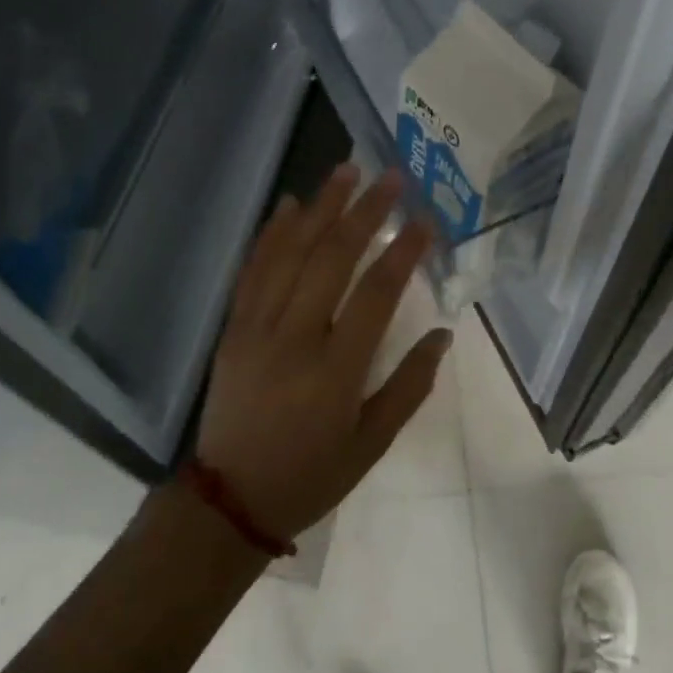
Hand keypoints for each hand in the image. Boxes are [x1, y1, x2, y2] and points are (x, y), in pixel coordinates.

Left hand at [196, 164, 449, 541]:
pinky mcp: (233, 328)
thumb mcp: (373, 443)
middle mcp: (295, 338)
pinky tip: (290, 205)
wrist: (229, 502)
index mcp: (336, 371)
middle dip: (365, 212)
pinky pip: (253, 270)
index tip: (426, 220)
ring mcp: (257, 328)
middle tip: (390, 177)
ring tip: (346, 171)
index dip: (404, 251)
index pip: (377, 294)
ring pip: (291, 254)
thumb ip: (410, 386)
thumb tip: (443, 334)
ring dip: (321, 208)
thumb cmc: (311, 475)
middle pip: (333, 259)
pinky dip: (272, 234)